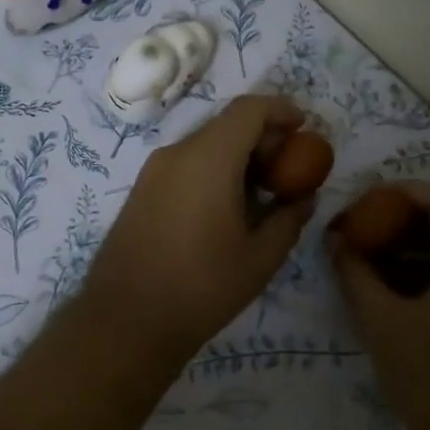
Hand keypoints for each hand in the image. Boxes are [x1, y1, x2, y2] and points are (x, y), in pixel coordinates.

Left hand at [81, 95, 316, 358]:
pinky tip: (227, 208)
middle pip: (226, 124)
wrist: (125, 320)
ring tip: (261, 193)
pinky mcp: (141, 190)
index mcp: (208, 159)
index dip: (280, 109)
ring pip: (204, 144)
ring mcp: (153, 171)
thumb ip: (288, 220)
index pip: (248, 109)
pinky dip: (213, 170)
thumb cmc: (201, 287)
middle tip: (288, 170)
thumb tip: (304, 199)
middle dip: (262, 137)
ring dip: (237, 156)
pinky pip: (185, 164)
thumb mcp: (259, 259)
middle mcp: (177, 153)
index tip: (304, 128)